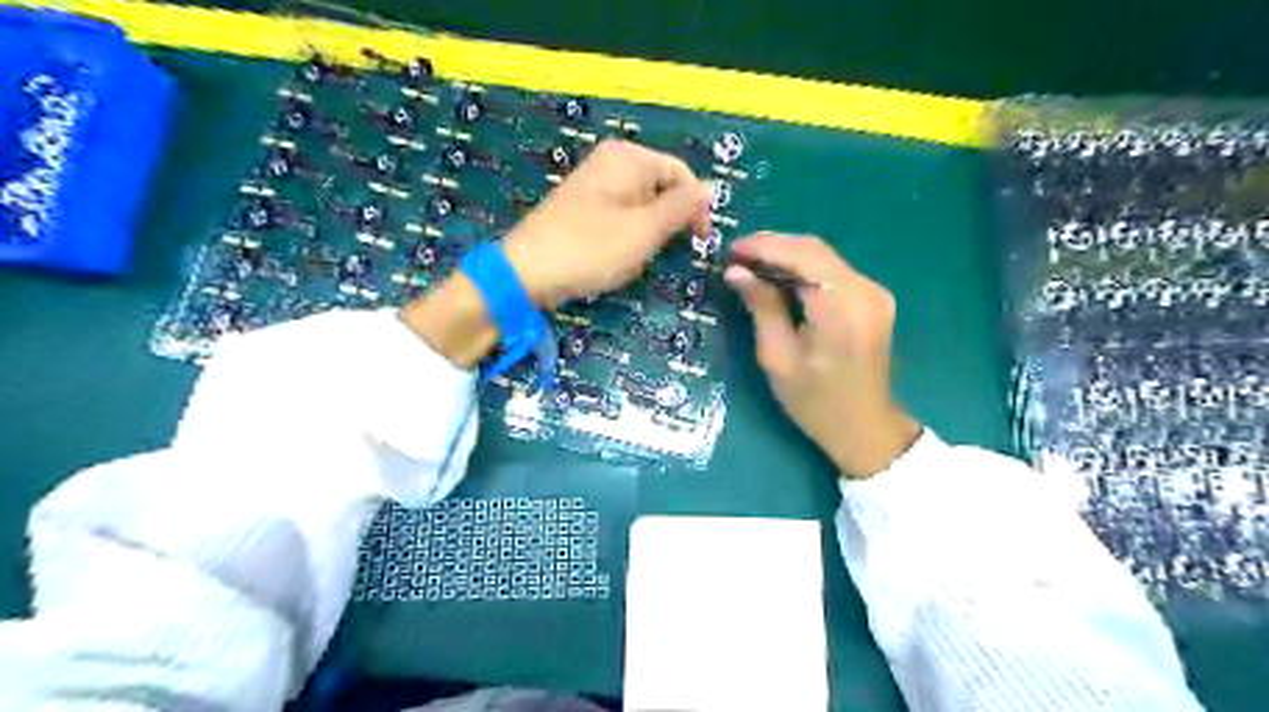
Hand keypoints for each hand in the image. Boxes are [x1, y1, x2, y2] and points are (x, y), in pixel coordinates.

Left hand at [402, 141, 708, 369]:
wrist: (527, 272)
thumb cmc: (591, 249)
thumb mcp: (645, 230)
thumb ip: (681, 207)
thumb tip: (709, 187)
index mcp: (628, 158)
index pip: (681, 174)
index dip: (695, 207)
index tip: (699, 241)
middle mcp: (611, 162)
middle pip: (660, 189)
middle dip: (664, 224)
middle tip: (655, 253)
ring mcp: (595, 184)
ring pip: (642, 208)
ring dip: (645, 237)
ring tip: (629, 259)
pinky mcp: (584, 207)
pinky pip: (620, 218)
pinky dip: (626, 239)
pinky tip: (613, 259)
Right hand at [724, 233, 922, 477]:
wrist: (864, 427)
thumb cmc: (815, 402)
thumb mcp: (778, 357)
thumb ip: (761, 307)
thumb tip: (736, 272)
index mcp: (842, 308)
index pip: (802, 256)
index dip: (764, 247)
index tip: (731, 250)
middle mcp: (865, 291)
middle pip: (814, 250)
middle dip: (773, 247)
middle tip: (736, 257)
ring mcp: (874, 292)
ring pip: (823, 257)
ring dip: (786, 256)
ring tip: (750, 266)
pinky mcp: (873, 298)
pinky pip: (832, 271)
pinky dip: (803, 269)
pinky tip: (778, 278)